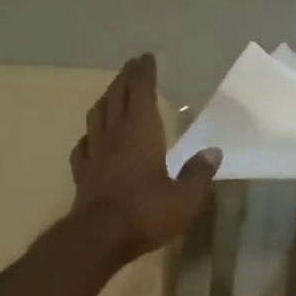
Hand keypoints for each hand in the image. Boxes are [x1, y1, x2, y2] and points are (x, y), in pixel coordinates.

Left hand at [71, 54, 219, 261]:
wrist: (99, 237)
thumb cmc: (146, 213)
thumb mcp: (185, 198)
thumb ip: (198, 173)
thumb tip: (213, 152)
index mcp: (140, 132)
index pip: (140, 92)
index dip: (143, 73)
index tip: (146, 58)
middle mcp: (114, 135)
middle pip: (116, 97)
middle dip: (124, 79)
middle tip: (131, 67)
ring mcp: (94, 154)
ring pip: (97, 116)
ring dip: (105, 100)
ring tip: (111, 94)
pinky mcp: (82, 174)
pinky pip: (83, 147)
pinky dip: (89, 136)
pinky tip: (91, 139)